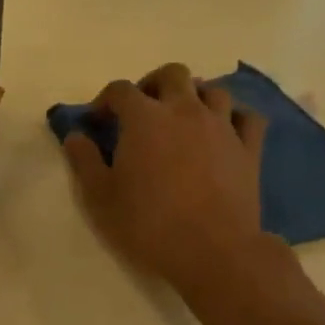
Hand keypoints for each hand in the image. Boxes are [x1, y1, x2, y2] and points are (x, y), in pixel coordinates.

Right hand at [61, 62, 275, 294]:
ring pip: (212, 89)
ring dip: (194, 96)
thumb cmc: (149, 224)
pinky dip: (233, 117)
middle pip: (172, 74)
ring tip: (182, 119)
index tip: (97, 122)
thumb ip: (84, 161)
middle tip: (141, 111)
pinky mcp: (249, 148)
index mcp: (144, 119)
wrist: (213, 251)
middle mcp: (185, 110)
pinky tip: (223, 132)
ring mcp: (222, 126)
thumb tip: (75, 136)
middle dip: (152, 85)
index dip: (104, 101)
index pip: (120, 90)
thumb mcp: (101, 198)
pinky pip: (247, 117)